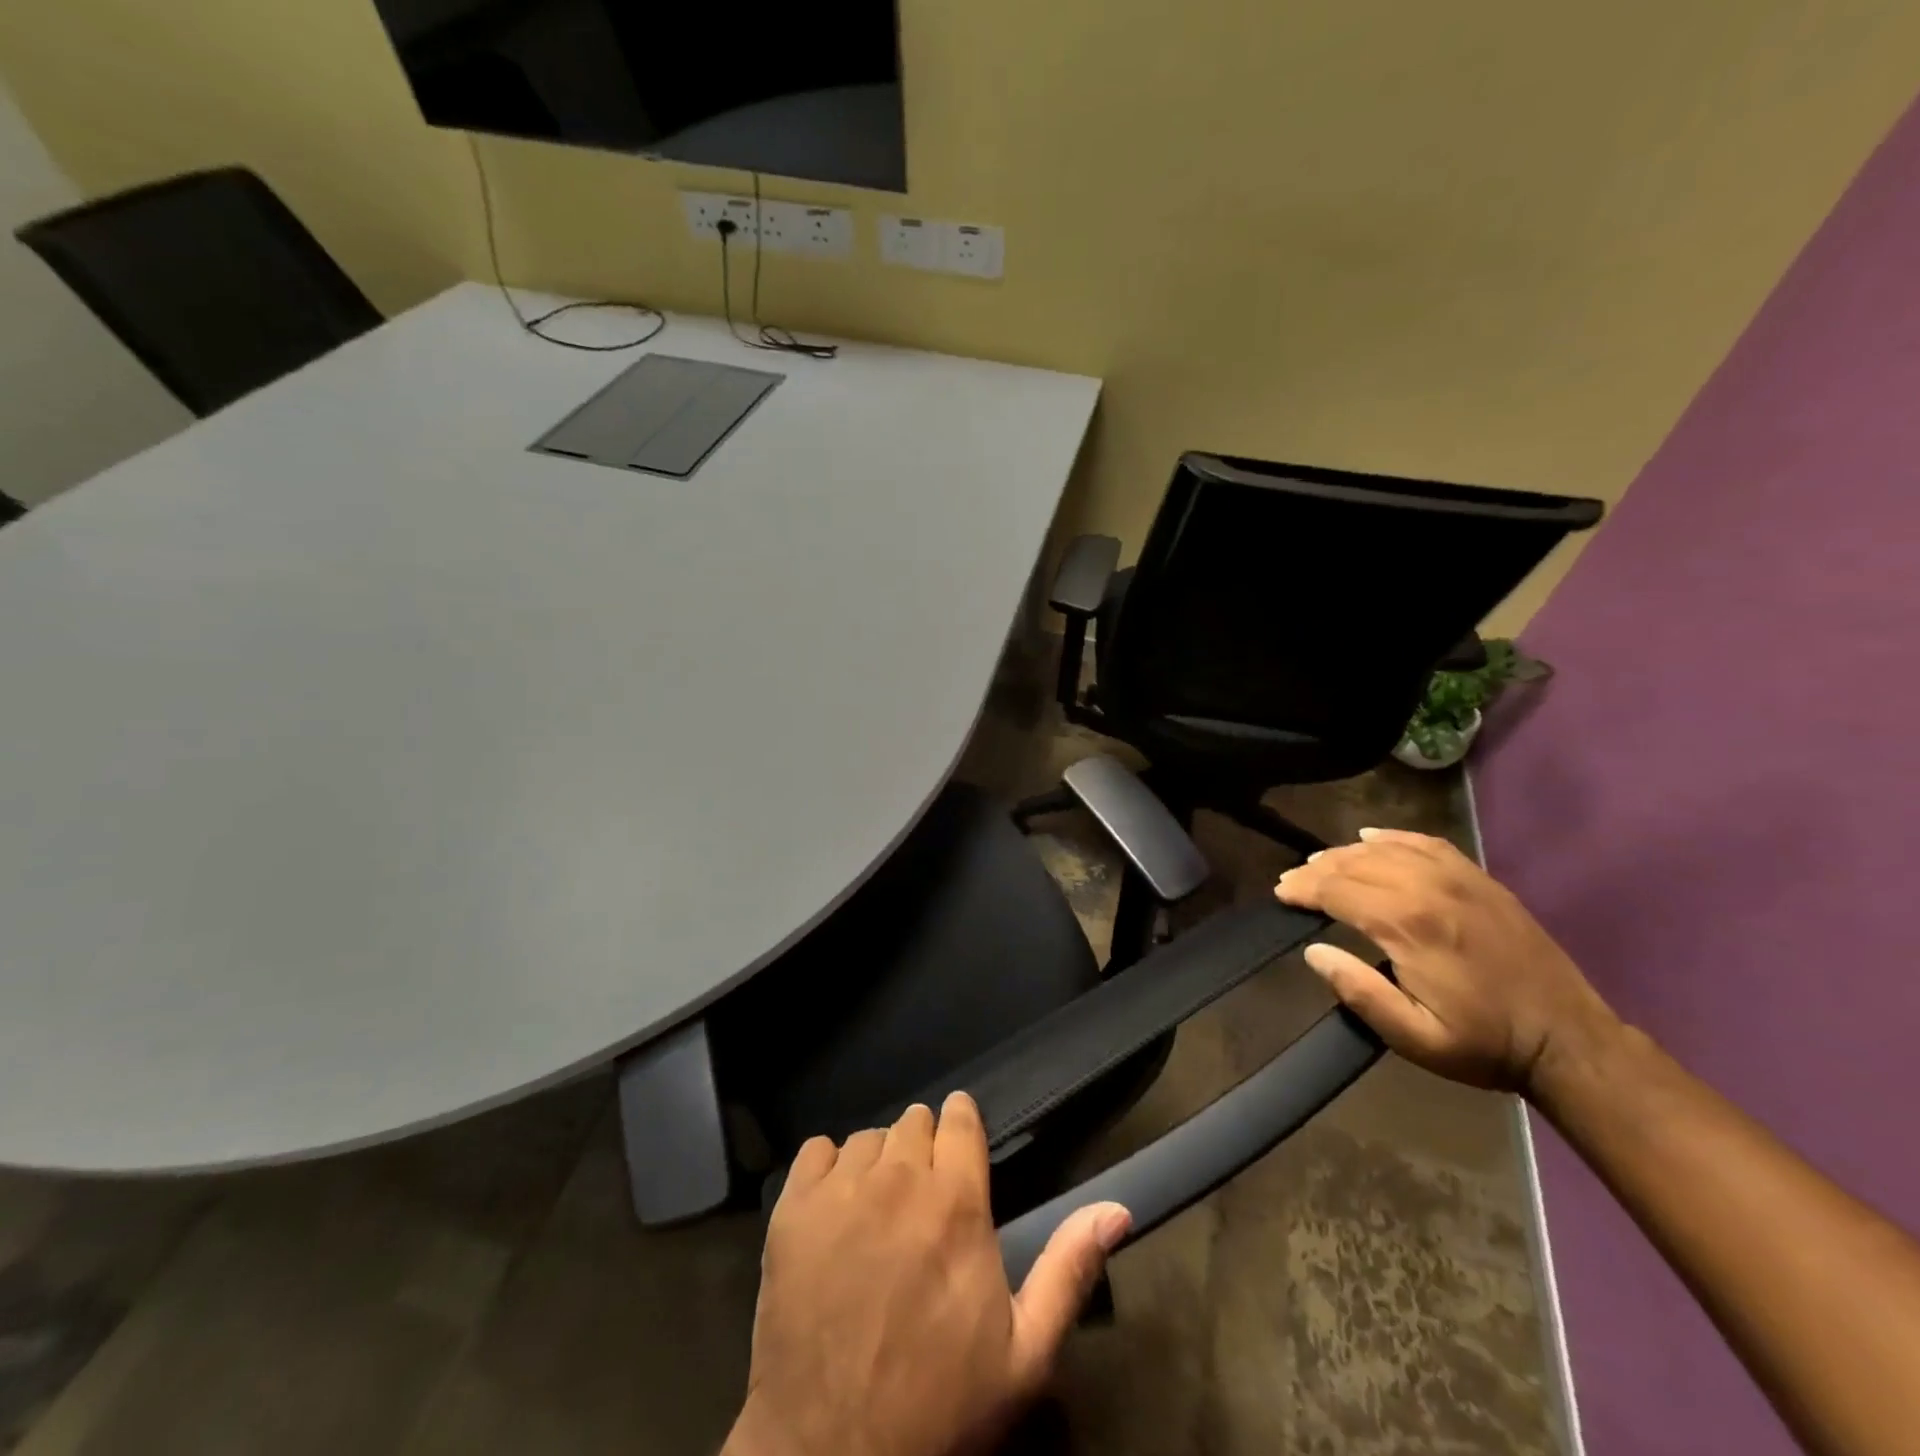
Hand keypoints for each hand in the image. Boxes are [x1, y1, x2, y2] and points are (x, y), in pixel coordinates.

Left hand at [725, 1092, 1130, 1455]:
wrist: (832, 1455)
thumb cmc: (939, 1404)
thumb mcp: (1024, 1353)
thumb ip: (1070, 1268)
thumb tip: (1118, 1208)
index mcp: (957, 1200)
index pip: (960, 1117)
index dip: (962, 1127)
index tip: (960, 1148)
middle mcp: (899, 1176)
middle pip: (914, 1122)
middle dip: (923, 1149)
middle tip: (921, 1199)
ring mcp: (841, 1188)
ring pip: (867, 1138)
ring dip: (877, 1164)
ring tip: (877, 1213)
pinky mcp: (793, 1208)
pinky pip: (816, 1151)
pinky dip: (827, 1171)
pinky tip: (834, 1212)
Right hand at [1275, 827, 1619, 1094]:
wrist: (1568, 1040)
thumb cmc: (1484, 1043)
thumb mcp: (1415, 1037)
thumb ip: (1360, 992)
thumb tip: (1314, 952)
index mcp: (1409, 925)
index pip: (1338, 890)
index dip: (1303, 889)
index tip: (1281, 893)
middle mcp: (1429, 888)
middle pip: (1356, 863)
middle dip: (1317, 870)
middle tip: (1292, 881)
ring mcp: (1459, 878)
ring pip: (1387, 849)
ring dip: (1347, 853)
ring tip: (1321, 863)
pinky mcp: (1480, 879)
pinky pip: (1426, 843)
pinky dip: (1393, 837)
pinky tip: (1372, 838)